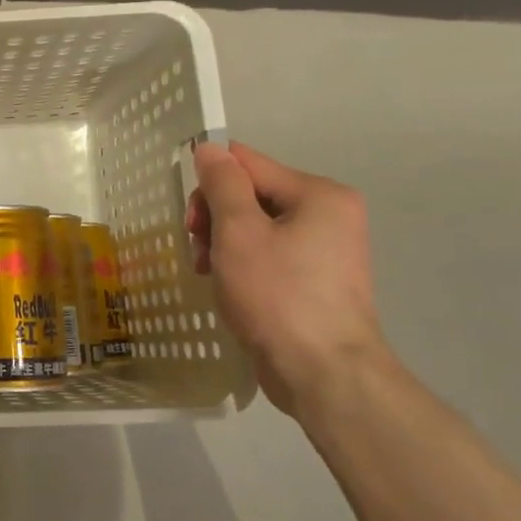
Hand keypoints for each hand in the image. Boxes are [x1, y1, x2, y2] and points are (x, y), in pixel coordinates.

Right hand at [187, 141, 390, 420]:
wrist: (323, 372)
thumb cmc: (277, 295)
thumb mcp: (239, 232)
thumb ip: (222, 184)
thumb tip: (210, 148)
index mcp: (318, 194)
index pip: (248, 164)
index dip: (210, 184)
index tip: (191, 221)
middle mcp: (329, 214)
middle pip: (251, 195)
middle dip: (216, 218)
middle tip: (199, 251)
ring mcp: (326, 249)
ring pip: (255, 227)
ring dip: (223, 243)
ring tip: (209, 273)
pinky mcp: (316, 280)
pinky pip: (269, 254)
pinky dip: (242, 264)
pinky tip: (228, 287)